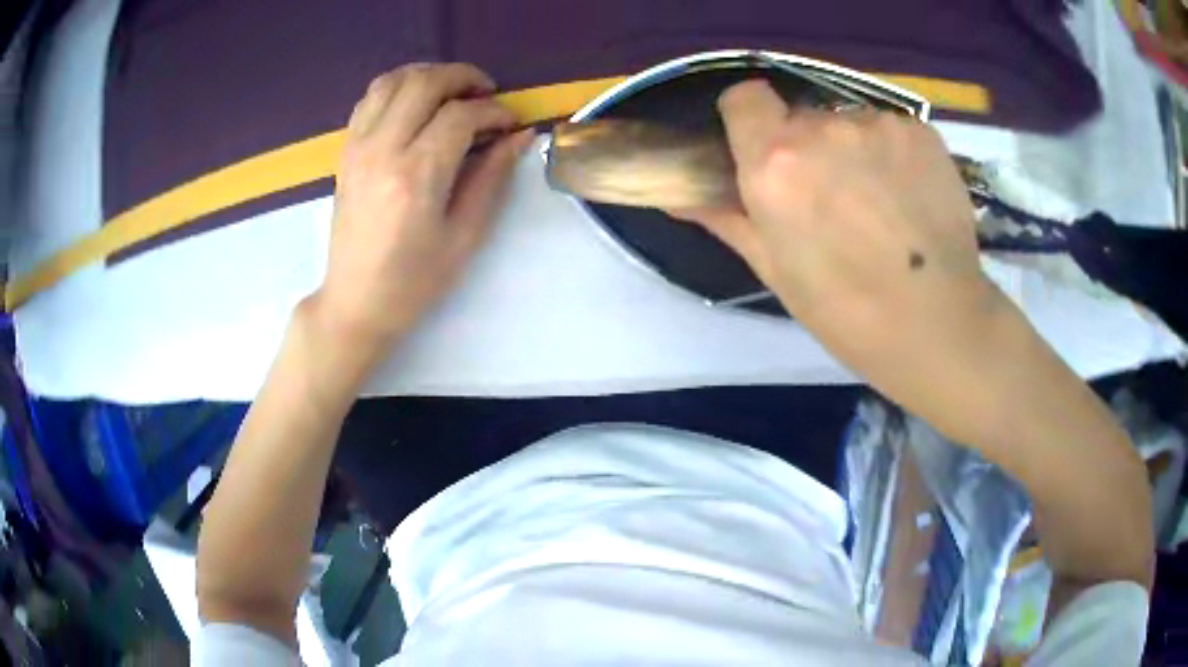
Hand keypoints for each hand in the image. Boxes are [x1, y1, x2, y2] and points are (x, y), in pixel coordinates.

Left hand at [307, 63, 533, 363]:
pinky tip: (417, 103)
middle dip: (464, 78)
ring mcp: (358, 146)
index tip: (510, 124)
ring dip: (429, 75)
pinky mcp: (346, 150)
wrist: (356, 301)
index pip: (460, 116)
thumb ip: (492, 177)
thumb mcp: (465, 236)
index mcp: (416, 175)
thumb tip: (520, 136)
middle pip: (425, 83)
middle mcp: (382, 149)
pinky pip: (370, 98)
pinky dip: (398, 87)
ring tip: (453, 92)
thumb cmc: (414, 280)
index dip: (493, 112)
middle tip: (487, 94)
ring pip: (393, 81)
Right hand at [674, 81, 1018, 441]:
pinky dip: (893, 154)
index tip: (762, 150)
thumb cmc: (845, 311)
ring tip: (878, 205)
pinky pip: (891, 129)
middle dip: (807, 146)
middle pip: (801, 116)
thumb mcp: (774, 269)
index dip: (749, 119)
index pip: (744, 96)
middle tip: (830, 198)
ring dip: (853, 150)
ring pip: (849, 123)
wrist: (937, 324)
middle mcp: (822, 128)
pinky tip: (909, 198)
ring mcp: (877, 124)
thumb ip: (727, 217)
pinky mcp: (920, 130)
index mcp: (774, 161)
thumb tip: (680, 195)